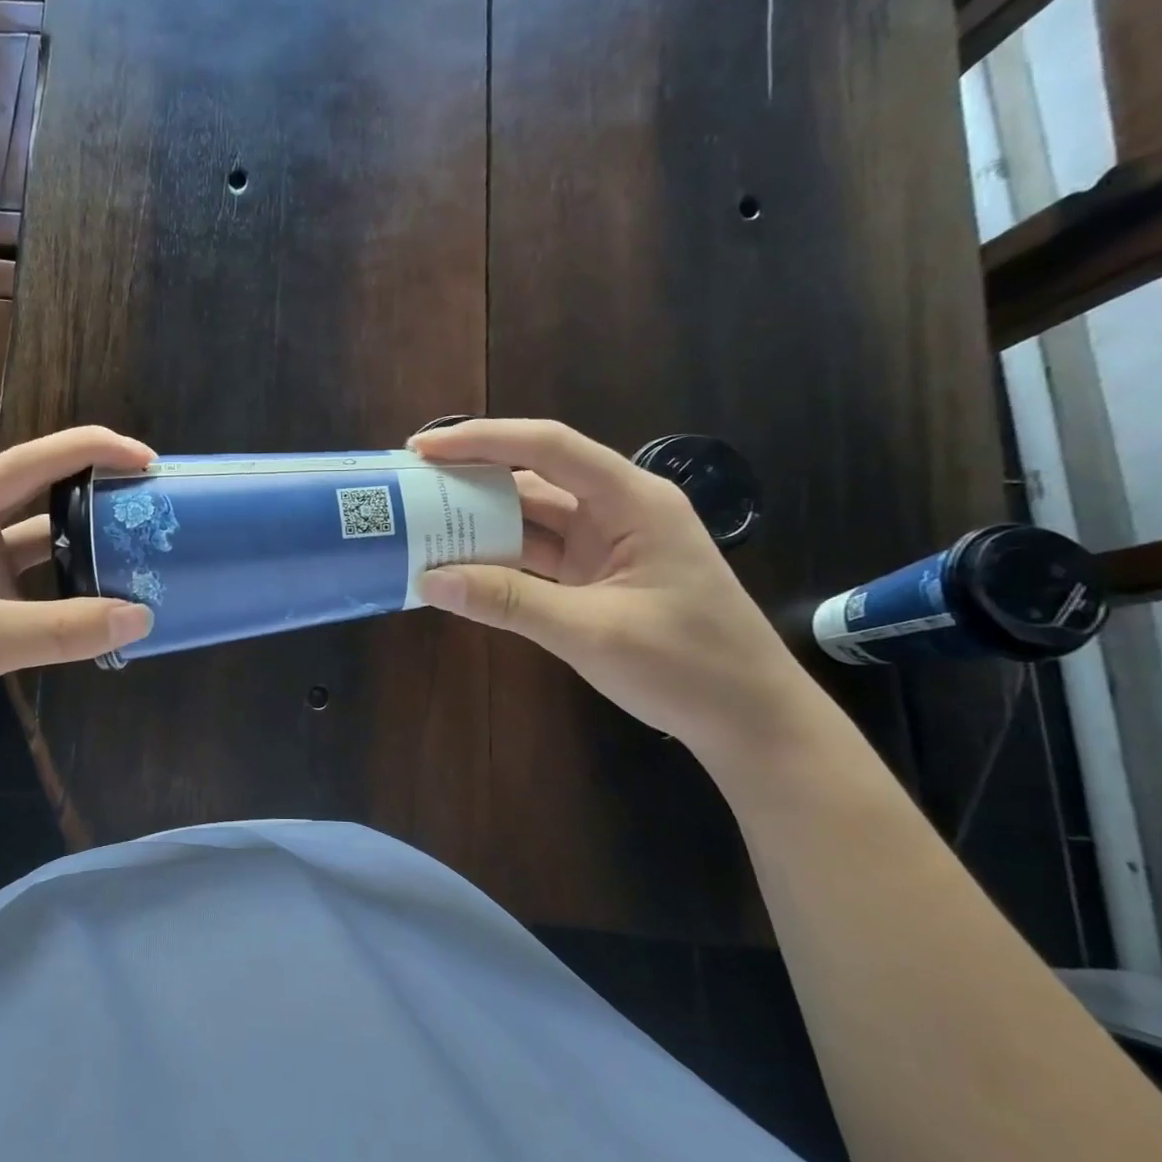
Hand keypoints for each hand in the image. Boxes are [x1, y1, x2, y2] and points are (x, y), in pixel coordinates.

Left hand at [0, 426, 155, 772]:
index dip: (90, 450)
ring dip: (87, 550)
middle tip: (152, 503)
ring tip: (142, 553)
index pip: (30, 463)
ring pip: (43, 548)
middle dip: (95, 494)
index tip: (146, 459)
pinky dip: (72, 596)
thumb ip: (61, 629)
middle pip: (41, 497)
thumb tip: (141, 618)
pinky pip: (38, 592)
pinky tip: (107, 607)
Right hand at [410, 418, 816, 758]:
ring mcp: (606, 545)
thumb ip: (508, 601)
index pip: (549, 448)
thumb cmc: (687, 666)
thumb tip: (429, 580)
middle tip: (411, 487)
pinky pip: (537, 555)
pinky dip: (498, 559)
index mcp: (632, 502)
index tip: (423, 449)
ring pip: (532, 518)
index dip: (483, 440)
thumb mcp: (590, 631)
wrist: (750, 721)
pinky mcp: (596, 577)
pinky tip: (458, 565)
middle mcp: (617, 511)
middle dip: (472, 478)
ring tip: (422, 524)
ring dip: (480, 522)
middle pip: (535, 478)